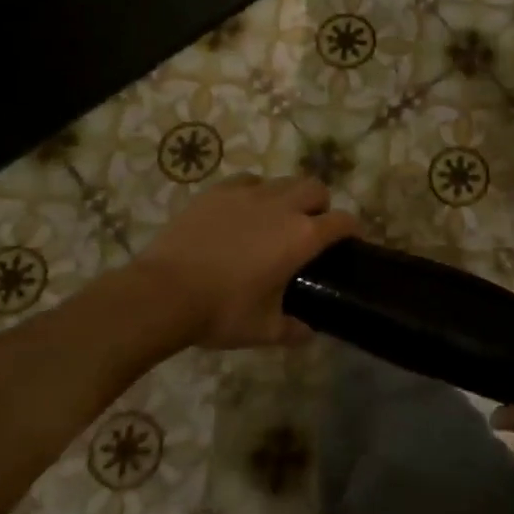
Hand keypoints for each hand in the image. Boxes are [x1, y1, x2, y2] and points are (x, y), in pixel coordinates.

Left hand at [127, 175, 357, 351]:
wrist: (162, 294)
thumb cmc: (221, 311)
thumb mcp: (263, 330)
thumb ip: (292, 330)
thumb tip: (308, 332)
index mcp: (303, 236)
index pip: (343, 221)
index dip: (352, 230)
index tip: (349, 241)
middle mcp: (283, 206)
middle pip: (316, 188)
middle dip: (320, 205)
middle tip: (309, 229)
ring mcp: (249, 194)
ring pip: (284, 181)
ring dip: (289, 196)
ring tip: (275, 219)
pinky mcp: (218, 191)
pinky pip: (249, 181)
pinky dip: (255, 192)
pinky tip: (242, 211)